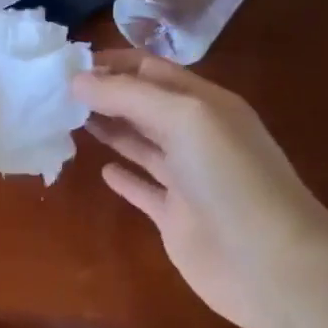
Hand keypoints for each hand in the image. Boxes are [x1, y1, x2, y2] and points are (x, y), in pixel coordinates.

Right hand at [73, 52, 327, 327]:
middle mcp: (196, 136)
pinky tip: (102, 170)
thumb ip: (129, 96)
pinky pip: (145, 190)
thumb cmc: (231, 179)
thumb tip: (77, 81)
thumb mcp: (185, 118)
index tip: (66, 63)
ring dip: (110, 129)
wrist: (271, 264)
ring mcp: (187, 179)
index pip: (151, 70)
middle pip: (144, 105)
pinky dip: (124, 178)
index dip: (112, 64)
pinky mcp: (176, 217)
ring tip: (69, 119)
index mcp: (205, 103)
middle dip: (105, 94)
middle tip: (56, 91)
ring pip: (142, 144)